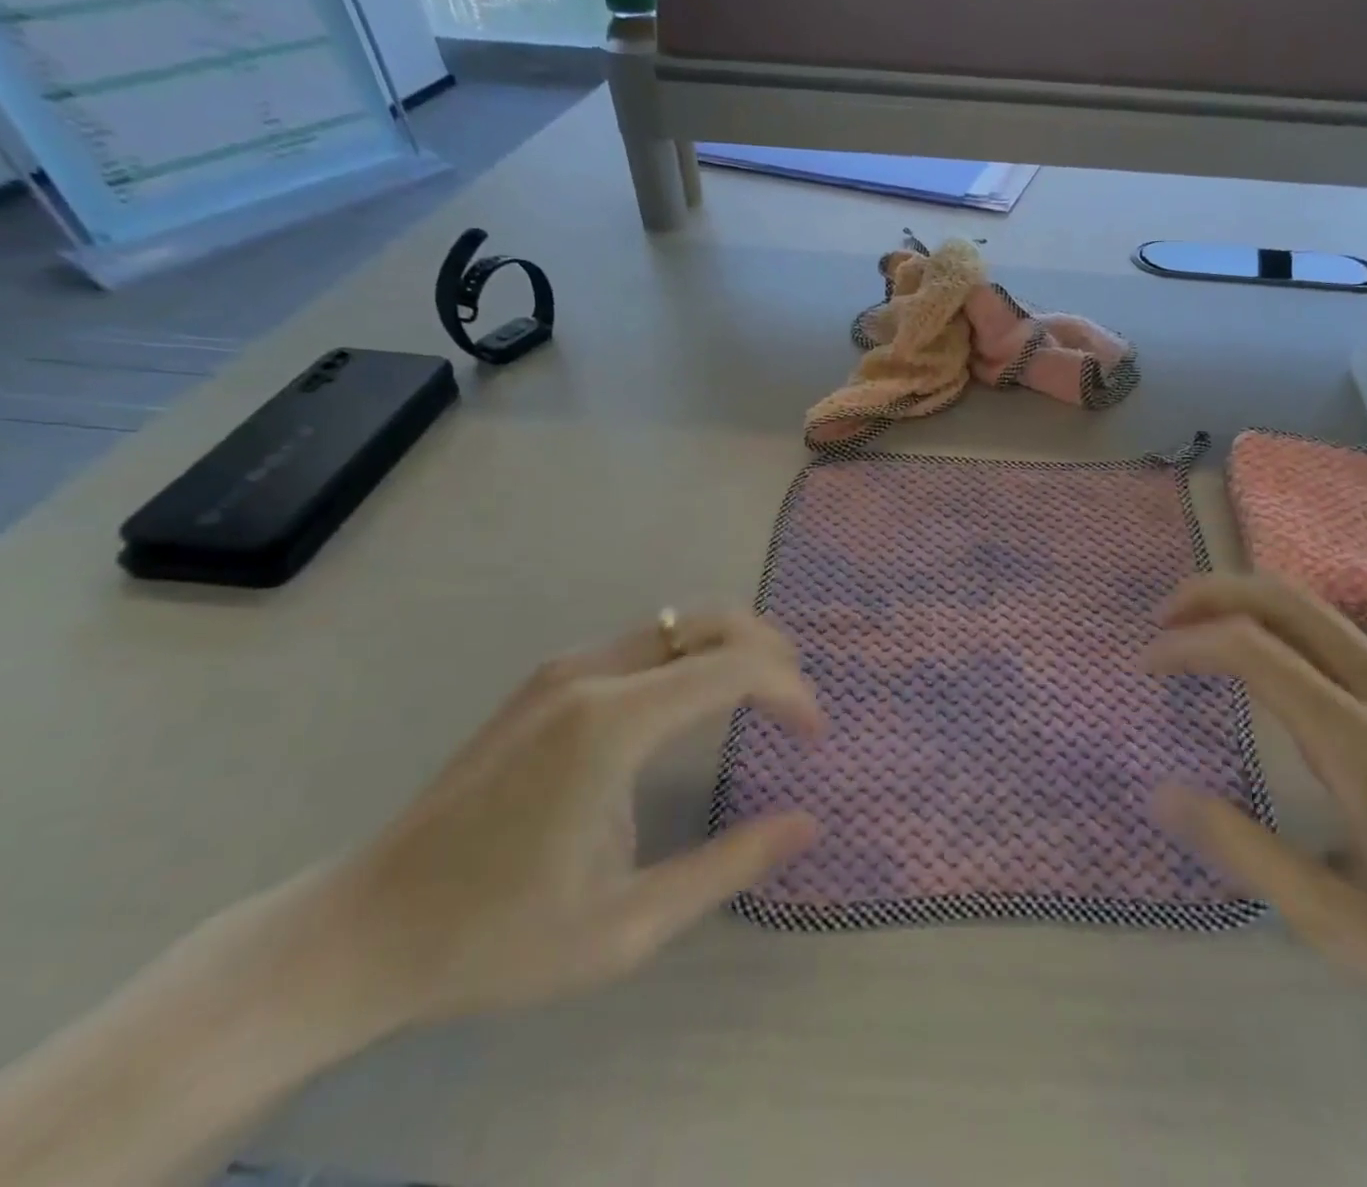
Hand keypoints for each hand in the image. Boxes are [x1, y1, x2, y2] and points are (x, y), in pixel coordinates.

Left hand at [335, 611, 824, 1030]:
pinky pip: (646, 641)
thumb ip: (727, 866)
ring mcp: (565, 669)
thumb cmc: (496, 936)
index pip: (734, 669)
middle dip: (771, 651)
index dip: (791, 692)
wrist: (361, 931)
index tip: (815, 736)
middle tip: (797, 706)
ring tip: (763, 698)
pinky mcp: (549, 679)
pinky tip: (697, 704)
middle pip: (711, 620)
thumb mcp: (626, 925)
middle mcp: (592, 673)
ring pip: (678, 621)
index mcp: (612, 723)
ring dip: (733, 647)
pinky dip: (694, 655)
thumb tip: (806, 824)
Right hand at [1145, 573, 1366, 1060]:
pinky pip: (1341, 642)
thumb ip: (1246, 853)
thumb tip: (1163, 794)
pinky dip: (1282, 630)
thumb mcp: (1343, 928)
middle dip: (1216, 592)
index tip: (1147, 663)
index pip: (1257, 651)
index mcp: (1365, 746)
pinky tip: (1264, 670)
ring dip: (1248, 605)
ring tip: (1198, 633)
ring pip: (1320, 613)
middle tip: (1163, 617)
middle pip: (1292, 601)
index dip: (1189, 643)